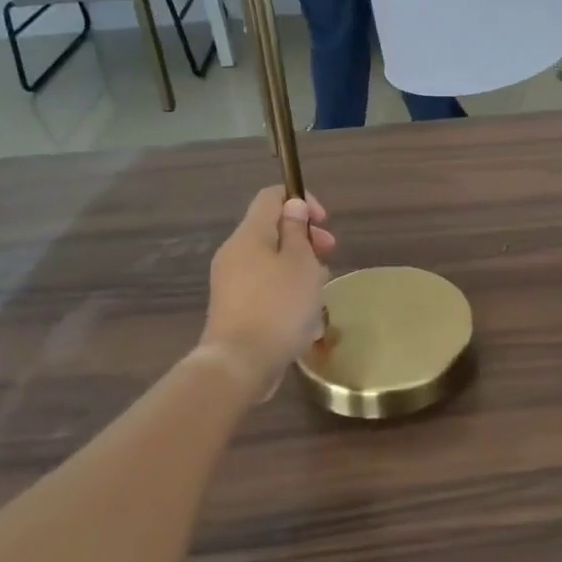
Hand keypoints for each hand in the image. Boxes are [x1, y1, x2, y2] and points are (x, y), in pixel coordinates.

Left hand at [200, 188, 336, 395]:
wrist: (239, 364)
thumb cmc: (278, 307)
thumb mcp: (300, 263)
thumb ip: (297, 231)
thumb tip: (293, 206)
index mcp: (249, 235)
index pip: (271, 197)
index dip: (300, 200)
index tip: (324, 221)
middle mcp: (235, 253)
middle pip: (272, 231)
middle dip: (305, 239)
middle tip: (330, 255)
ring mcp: (231, 283)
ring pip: (272, 263)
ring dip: (299, 270)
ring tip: (321, 292)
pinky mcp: (234, 309)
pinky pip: (265, 289)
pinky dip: (287, 293)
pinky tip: (305, 317)